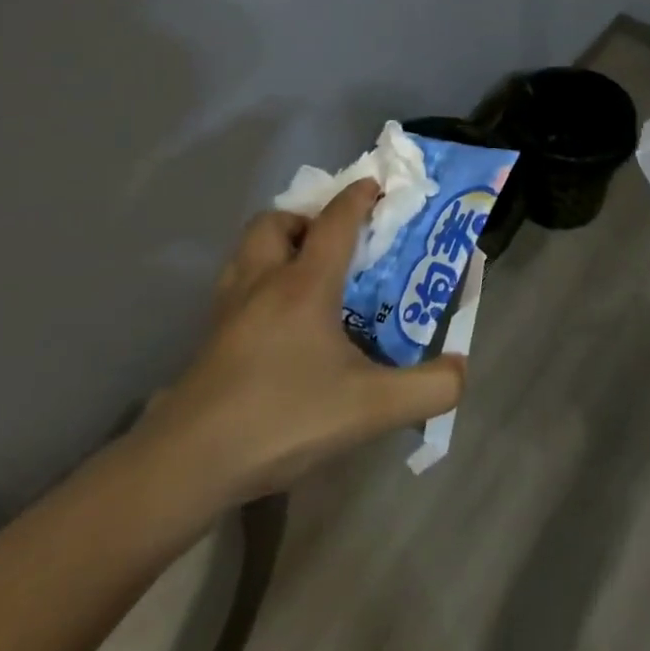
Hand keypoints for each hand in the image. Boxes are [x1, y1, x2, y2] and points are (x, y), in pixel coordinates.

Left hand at [136, 179, 465, 516]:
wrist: (188, 464)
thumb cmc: (283, 418)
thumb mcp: (371, 408)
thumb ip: (429, 388)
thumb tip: (461, 368)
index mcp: (304, 284)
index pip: (335, 221)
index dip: (358, 197)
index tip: (375, 185)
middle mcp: (263, 282)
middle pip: (276, 222)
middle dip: (306, 217)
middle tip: (333, 243)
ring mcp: (228, 309)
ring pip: (247, 249)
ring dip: (276, 244)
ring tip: (304, 273)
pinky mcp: (208, 338)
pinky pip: (235, 285)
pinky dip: (257, 280)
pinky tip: (273, 320)